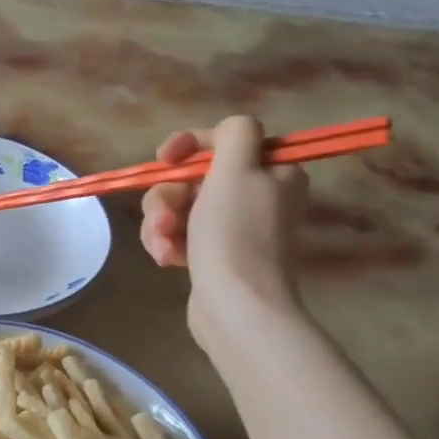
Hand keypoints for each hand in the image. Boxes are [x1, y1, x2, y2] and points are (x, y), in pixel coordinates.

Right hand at [139, 116, 308, 342]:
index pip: (227, 140)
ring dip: (163, 222)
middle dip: (170, 195)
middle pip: (197, 176)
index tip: (165, 158)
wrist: (237, 307)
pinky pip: (182, 235)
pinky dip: (169, 243)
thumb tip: (231, 130)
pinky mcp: (217, 256)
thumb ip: (235, 133)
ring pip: (182, 206)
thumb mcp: (237, 170)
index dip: (192, 144)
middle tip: (165, 217)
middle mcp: (260, 197)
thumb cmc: (235, 234)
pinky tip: (167, 259)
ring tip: (163, 246)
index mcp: (274, 172)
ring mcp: (237, 229)